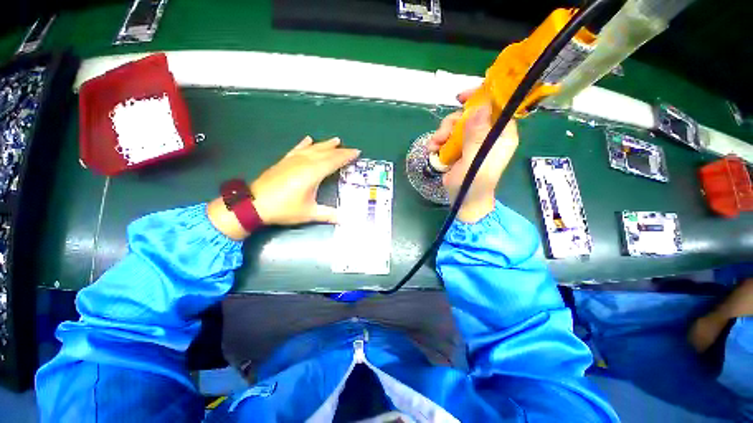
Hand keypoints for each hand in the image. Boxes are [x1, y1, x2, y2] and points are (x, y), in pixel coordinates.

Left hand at [207, 136, 359, 239]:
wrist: (254, 205)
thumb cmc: (284, 209)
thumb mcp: (309, 213)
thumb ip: (329, 215)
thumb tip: (345, 220)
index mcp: (313, 173)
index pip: (334, 161)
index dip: (346, 156)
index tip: (356, 152)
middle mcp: (304, 162)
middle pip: (326, 153)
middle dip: (340, 150)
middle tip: (351, 149)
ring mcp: (293, 160)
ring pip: (313, 148)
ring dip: (325, 144)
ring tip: (335, 140)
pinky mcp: (284, 161)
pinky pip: (297, 149)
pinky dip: (304, 144)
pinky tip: (308, 139)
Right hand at [428, 89, 518, 222]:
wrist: (463, 201)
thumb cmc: (474, 184)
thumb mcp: (474, 161)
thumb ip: (476, 136)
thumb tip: (479, 107)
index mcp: (501, 135)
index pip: (497, 106)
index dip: (481, 97)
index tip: (462, 98)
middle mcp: (488, 135)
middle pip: (471, 114)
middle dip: (453, 122)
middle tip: (442, 134)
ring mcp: (472, 141)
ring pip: (457, 124)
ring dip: (442, 133)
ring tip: (434, 146)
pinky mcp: (460, 148)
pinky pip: (448, 136)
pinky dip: (439, 141)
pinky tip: (433, 150)